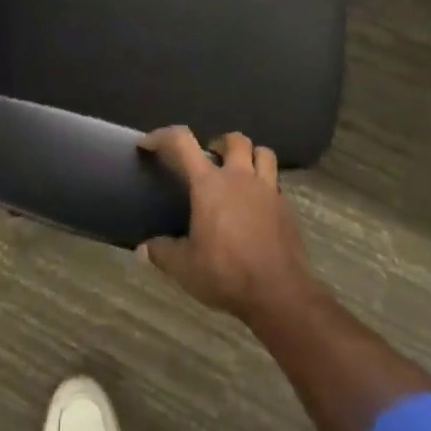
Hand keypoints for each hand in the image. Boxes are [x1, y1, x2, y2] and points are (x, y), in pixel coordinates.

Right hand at [139, 127, 320, 324]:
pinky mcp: (287, 209)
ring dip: (250, 156)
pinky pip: (276, 184)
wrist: (280, 294)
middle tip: (211, 161)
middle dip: (221, 143)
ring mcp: (268, 190)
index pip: (182, 142)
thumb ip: (162, 253)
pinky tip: (257, 207)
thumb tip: (143, 249)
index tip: (148, 144)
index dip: (162, 136)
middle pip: (235, 140)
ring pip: (263, 153)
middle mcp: (240, 177)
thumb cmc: (227, 273)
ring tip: (239, 174)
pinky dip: (266, 186)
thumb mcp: (185, 267)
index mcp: (209, 183)